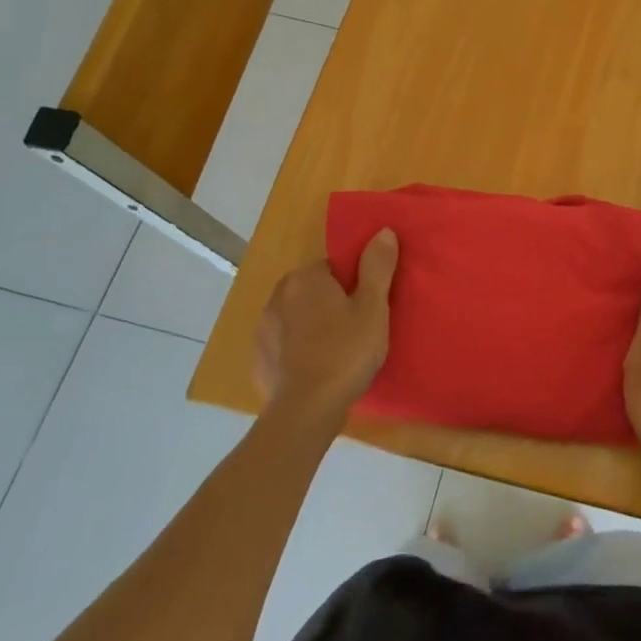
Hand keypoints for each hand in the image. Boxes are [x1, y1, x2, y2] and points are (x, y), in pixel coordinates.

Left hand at [254, 229, 398, 427]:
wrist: (306, 410)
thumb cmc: (345, 352)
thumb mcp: (373, 307)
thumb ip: (377, 266)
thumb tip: (382, 230)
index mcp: (306, 278)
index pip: (333, 267)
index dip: (353, 284)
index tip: (367, 305)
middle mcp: (278, 295)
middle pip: (313, 290)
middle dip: (331, 303)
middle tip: (357, 328)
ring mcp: (263, 328)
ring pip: (297, 317)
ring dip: (313, 326)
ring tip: (337, 351)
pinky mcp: (258, 358)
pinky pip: (284, 345)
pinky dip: (298, 351)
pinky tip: (316, 369)